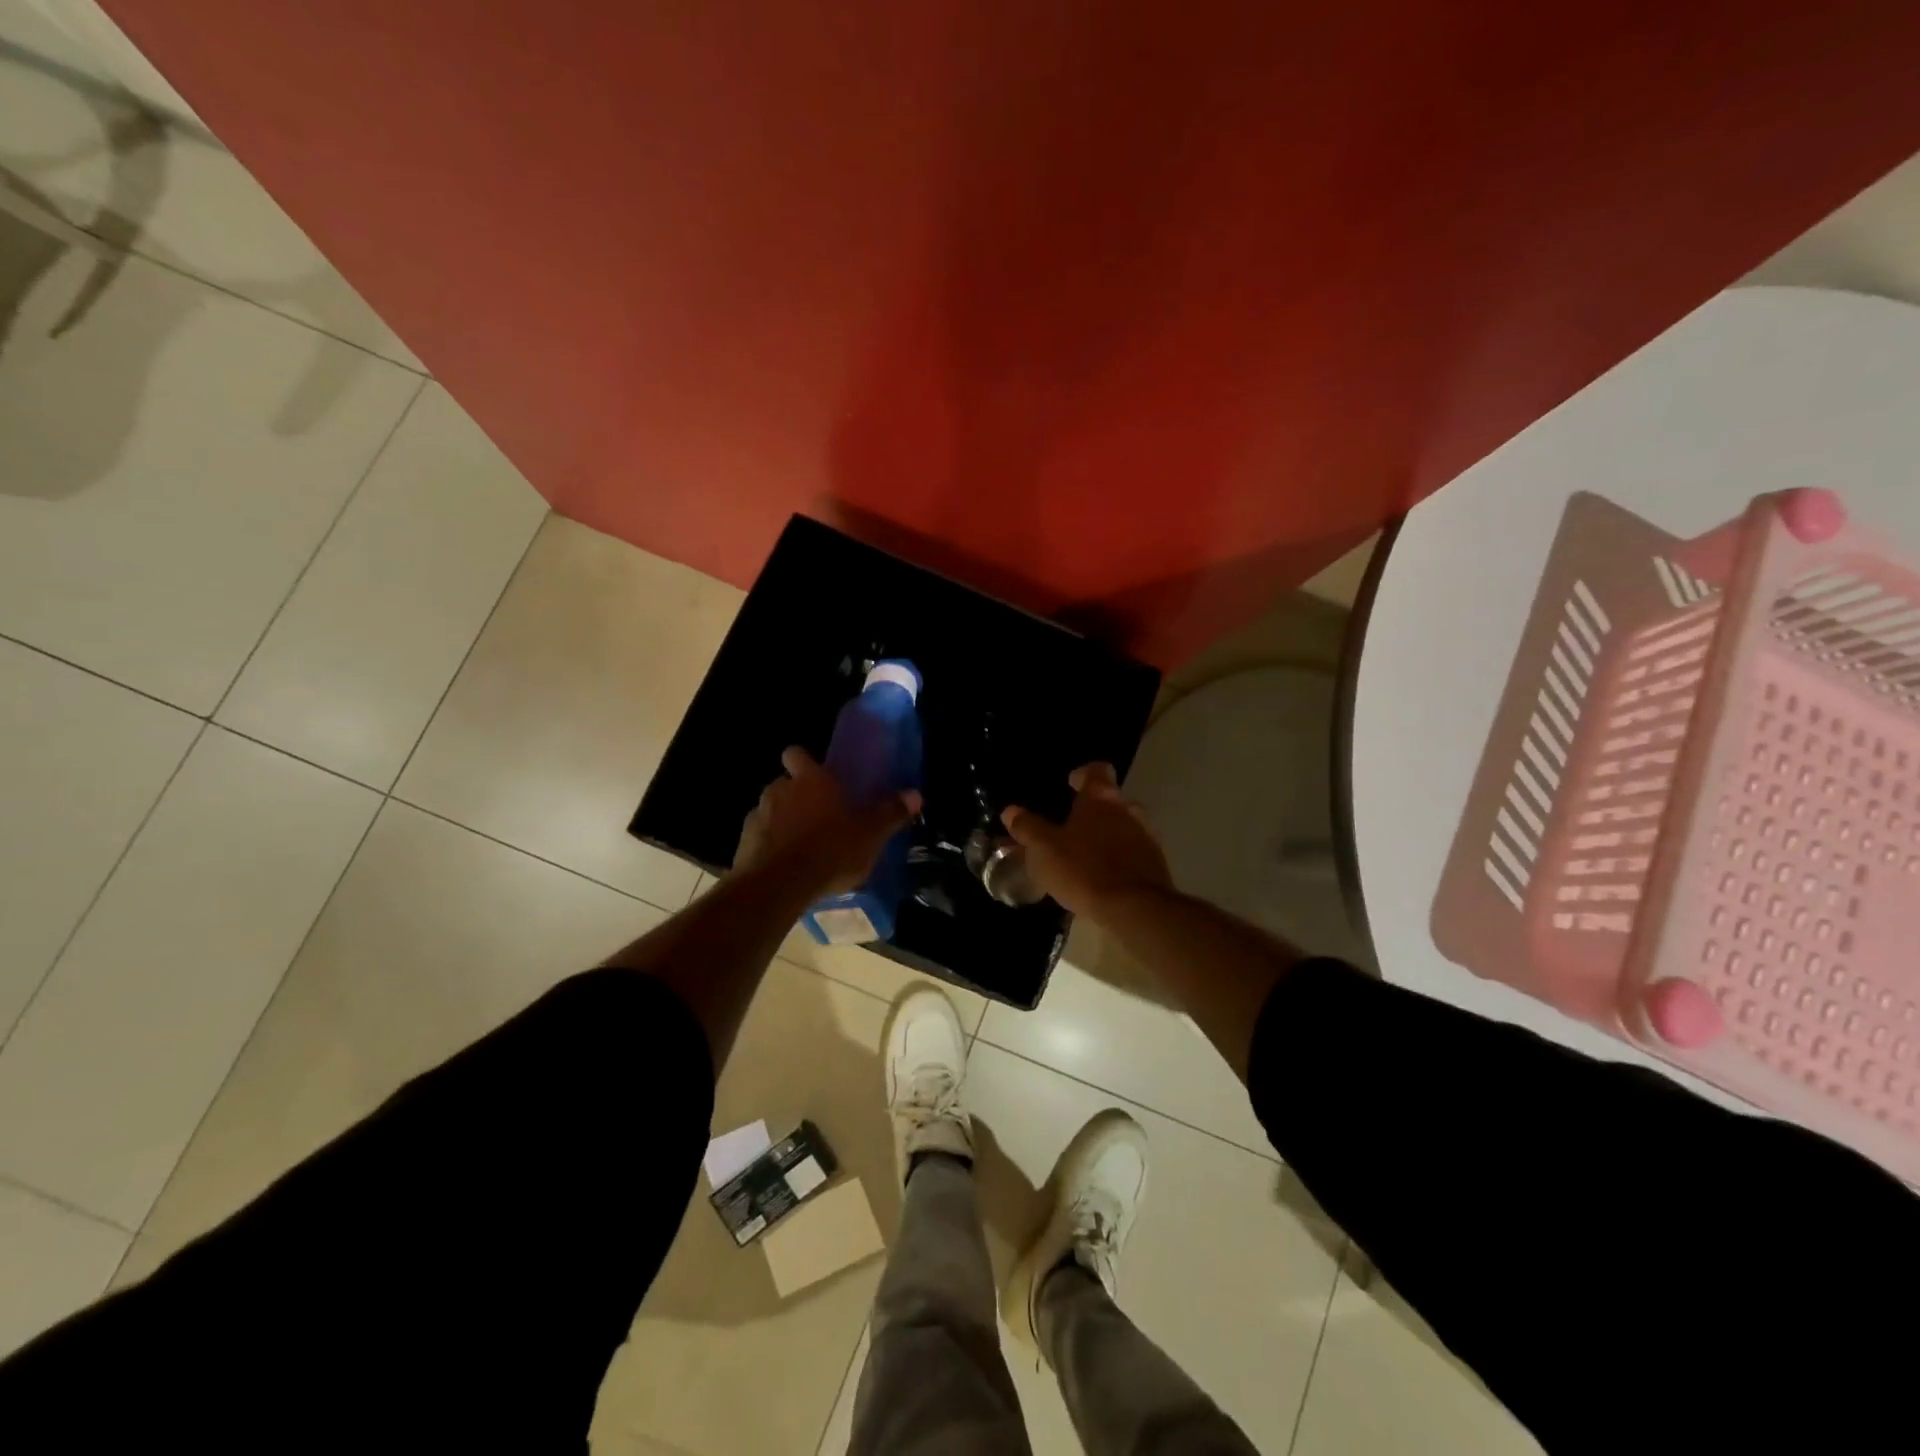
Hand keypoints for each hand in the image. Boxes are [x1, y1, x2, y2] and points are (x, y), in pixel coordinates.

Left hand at [735, 747, 921, 895]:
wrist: (778, 886)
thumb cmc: (830, 850)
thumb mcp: (870, 834)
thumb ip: (891, 813)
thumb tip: (916, 794)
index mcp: (810, 781)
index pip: (797, 754)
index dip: (805, 762)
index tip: (817, 775)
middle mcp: (779, 790)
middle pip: (785, 784)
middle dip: (798, 796)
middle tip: (820, 817)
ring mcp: (757, 816)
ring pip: (771, 811)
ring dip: (783, 823)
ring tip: (803, 846)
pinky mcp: (743, 845)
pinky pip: (760, 839)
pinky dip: (770, 847)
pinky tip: (786, 867)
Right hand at [1001, 762, 1172, 918]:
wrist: (1135, 908)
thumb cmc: (1084, 869)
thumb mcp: (1044, 849)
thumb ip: (1027, 827)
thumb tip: (1011, 811)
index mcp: (1101, 798)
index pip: (1096, 770)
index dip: (1083, 774)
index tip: (1071, 783)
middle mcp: (1128, 809)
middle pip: (1111, 799)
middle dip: (1093, 809)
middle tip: (1071, 825)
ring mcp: (1146, 835)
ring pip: (1124, 825)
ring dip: (1107, 834)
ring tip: (1085, 853)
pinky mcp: (1155, 863)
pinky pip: (1133, 851)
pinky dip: (1119, 856)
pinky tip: (1103, 875)